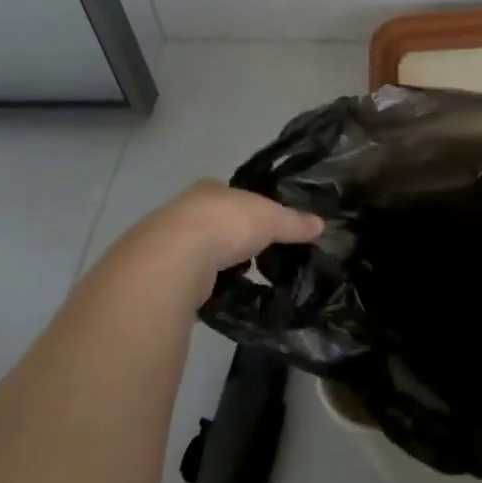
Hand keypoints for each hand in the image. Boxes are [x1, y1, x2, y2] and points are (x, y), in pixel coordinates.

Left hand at [124, 180, 322, 289]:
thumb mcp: (272, 219)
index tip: (267, 225)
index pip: (235, 195)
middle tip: (257, 253)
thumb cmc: (226, 225)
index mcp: (210, 189)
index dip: (251, 208)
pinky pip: (190, 277)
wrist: (173, 260)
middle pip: (217, 221)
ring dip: (219, 263)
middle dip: (234, 237)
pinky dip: (205, 285)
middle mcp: (185, 209)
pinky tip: (220, 294)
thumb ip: (295, 222)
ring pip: (202, 250)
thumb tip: (321, 224)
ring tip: (243, 277)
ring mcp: (168, 241)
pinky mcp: (159, 273)